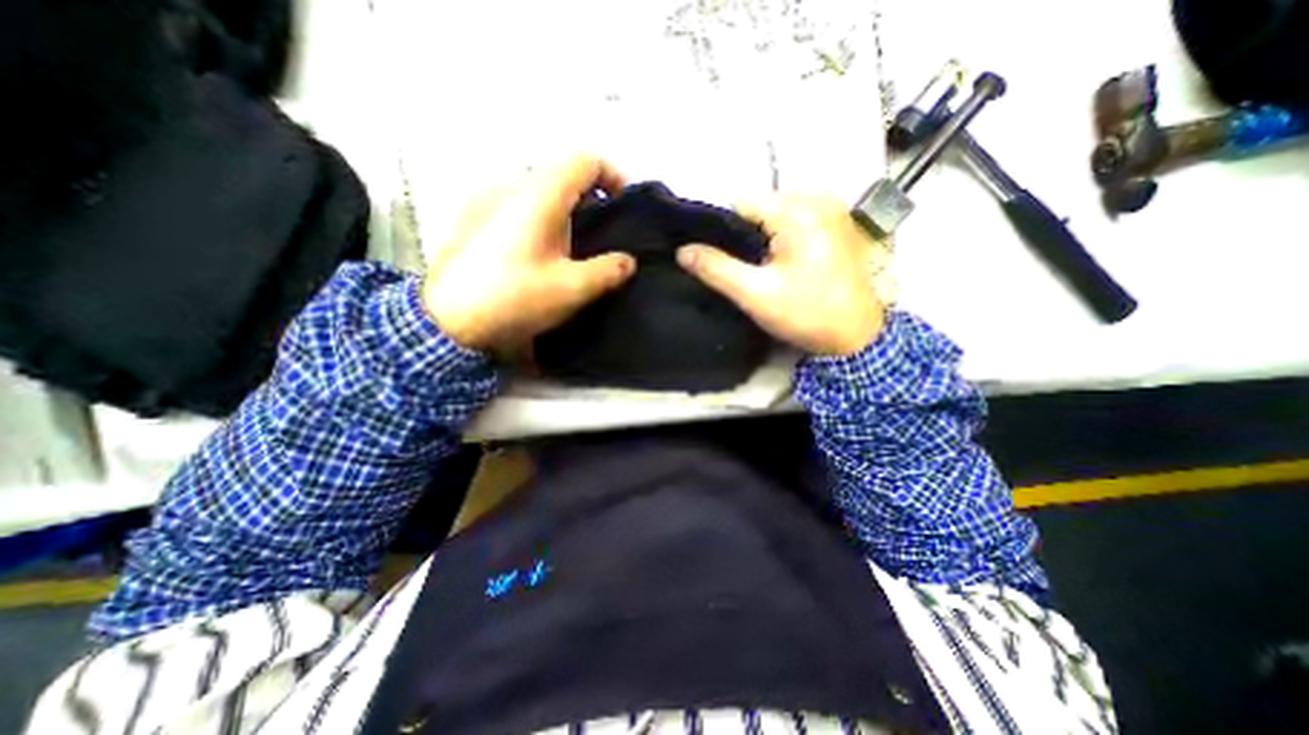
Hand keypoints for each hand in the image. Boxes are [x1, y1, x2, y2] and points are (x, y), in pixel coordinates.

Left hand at [422, 155, 637, 355]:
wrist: (448, 320)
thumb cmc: (515, 298)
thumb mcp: (572, 288)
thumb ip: (608, 271)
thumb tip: (628, 261)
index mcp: (539, 194)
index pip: (585, 160)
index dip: (613, 176)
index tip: (624, 204)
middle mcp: (510, 184)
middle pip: (561, 174)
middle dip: (589, 197)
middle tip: (602, 231)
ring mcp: (485, 198)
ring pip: (537, 189)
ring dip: (562, 208)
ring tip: (572, 244)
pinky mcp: (472, 217)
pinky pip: (515, 203)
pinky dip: (538, 216)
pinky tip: (538, 250)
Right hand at [680, 191, 884, 356]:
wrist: (858, 336)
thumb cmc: (807, 313)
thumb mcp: (756, 294)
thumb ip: (717, 269)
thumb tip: (682, 250)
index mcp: (798, 210)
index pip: (741, 203)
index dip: (724, 230)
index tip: (724, 259)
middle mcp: (818, 198)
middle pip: (761, 207)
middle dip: (747, 235)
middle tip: (749, 270)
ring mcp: (833, 209)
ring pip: (778, 215)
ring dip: (765, 238)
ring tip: (766, 269)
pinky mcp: (839, 224)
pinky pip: (797, 221)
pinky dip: (784, 238)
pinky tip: (785, 264)